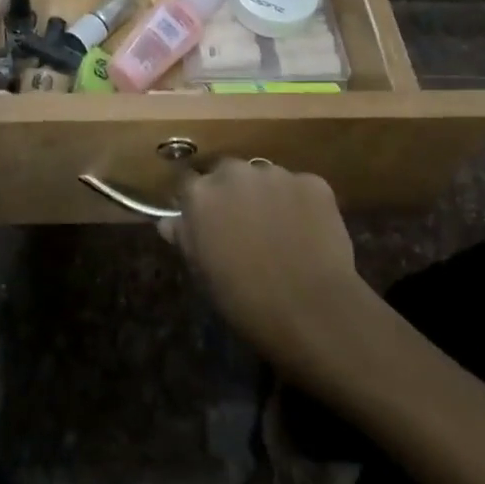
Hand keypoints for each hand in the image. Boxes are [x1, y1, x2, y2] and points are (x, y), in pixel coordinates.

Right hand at [161, 158, 370, 379]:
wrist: (312, 311)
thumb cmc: (246, 300)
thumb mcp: (203, 273)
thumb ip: (185, 238)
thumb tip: (170, 221)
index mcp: (200, 194)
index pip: (189, 184)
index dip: (199, 203)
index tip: (207, 221)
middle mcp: (234, 172)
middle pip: (228, 173)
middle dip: (233, 193)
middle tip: (245, 225)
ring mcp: (276, 174)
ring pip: (265, 178)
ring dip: (267, 195)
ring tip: (281, 229)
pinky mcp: (313, 182)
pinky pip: (300, 188)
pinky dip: (301, 204)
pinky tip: (308, 232)